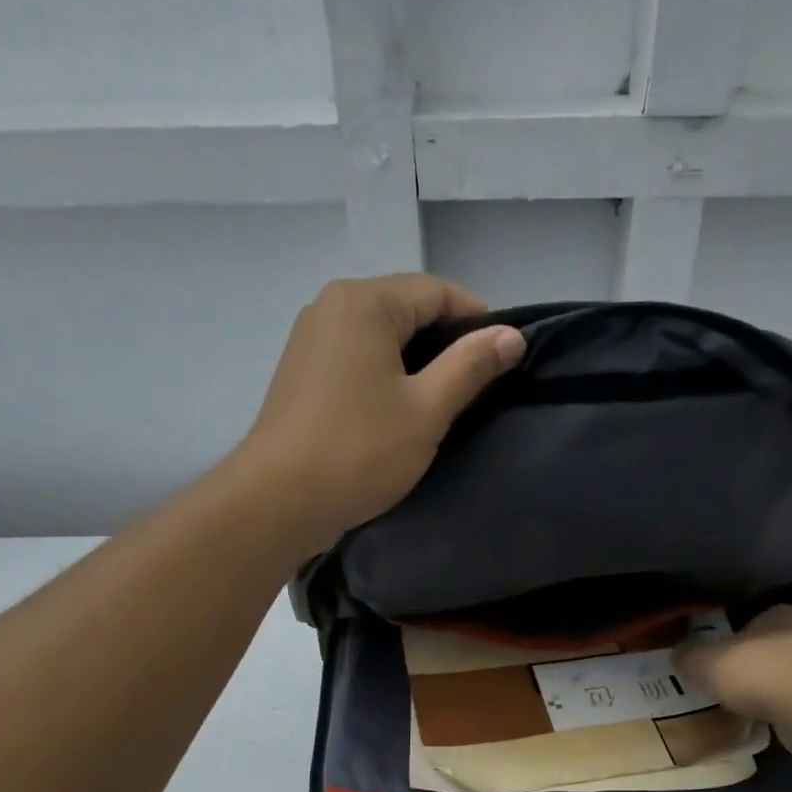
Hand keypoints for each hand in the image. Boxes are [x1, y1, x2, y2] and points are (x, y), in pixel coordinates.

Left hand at [233, 274, 525, 553]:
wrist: (279, 500)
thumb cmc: (359, 451)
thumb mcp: (426, 409)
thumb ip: (471, 366)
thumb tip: (512, 335)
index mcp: (364, 302)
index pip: (437, 291)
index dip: (478, 320)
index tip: (504, 359)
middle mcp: (332, 306)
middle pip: (407, 308)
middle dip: (447, 340)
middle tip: (478, 385)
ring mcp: (312, 338)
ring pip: (382, 335)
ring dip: (417, 360)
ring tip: (445, 401)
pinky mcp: (303, 371)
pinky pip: (358, 357)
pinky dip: (387, 373)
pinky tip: (402, 409)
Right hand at [674, 605, 791, 724]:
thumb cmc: (757, 671)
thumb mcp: (705, 661)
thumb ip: (689, 656)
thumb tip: (679, 654)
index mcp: (780, 613)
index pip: (753, 618)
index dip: (732, 637)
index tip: (716, 657)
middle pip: (771, 647)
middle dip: (752, 664)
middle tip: (726, 683)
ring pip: (789, 675)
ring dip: (770, 689)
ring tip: (743, 708)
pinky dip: (783, 711)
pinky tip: (765, 724)